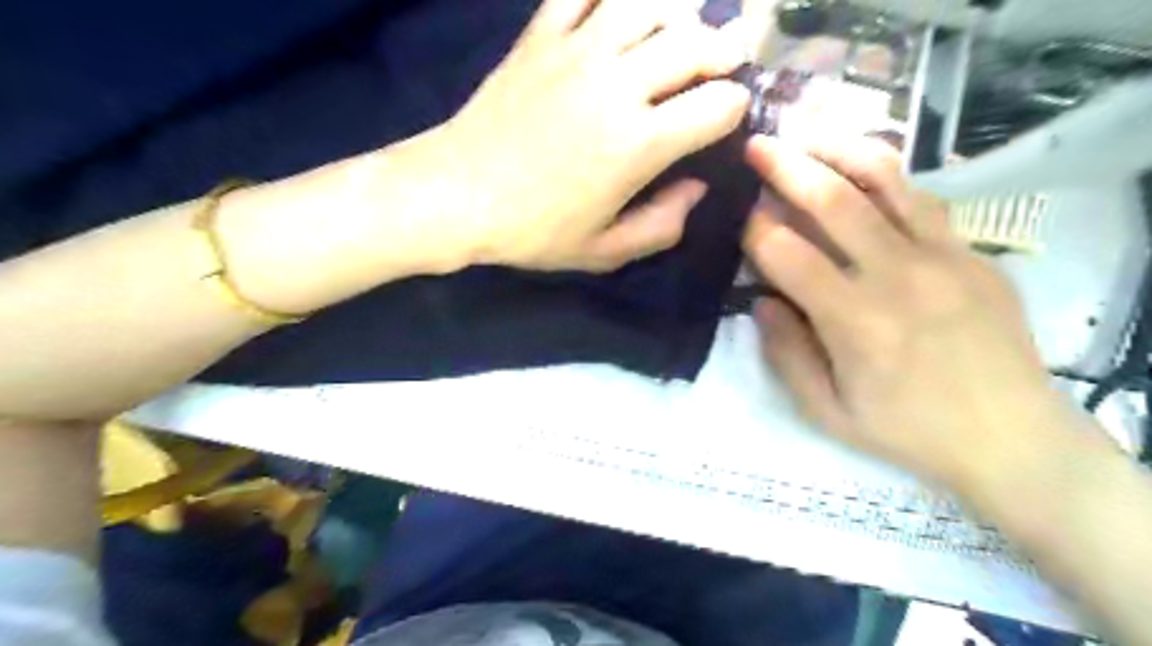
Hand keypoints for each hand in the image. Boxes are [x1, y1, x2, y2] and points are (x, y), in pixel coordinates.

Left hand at [439, 0, 746, 272]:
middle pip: (695, 43)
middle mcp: (617, 85)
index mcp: (638, 144)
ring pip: (648, 4)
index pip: (717, 105)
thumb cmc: (532, 230)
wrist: (456, 195)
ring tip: (680, 33)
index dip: (735, 108)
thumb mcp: (604, 251)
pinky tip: (621, 9)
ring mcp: (576, 51)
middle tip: (724, 64)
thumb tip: (698, 188)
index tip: (728, 118)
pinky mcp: (540, 36)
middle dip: (724, 51)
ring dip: (678, 14)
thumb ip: (662, 226)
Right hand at [744, 135, 1087, 488]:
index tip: (736, 214)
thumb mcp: (827, 412)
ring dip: (839, 149)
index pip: (788, 255)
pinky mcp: (972, 253)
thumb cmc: (907, 431)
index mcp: (855, 322)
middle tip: (757, 145)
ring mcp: (943, 257)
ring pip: (886, 182)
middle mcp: (898, 276)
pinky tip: (862, 167)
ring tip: (808, 131)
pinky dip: (886, 176)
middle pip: (833, 202)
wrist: (1012, 438)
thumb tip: (762, 301)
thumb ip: (786, 354)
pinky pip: (922, 200)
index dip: (754, 229)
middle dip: (787, 167)